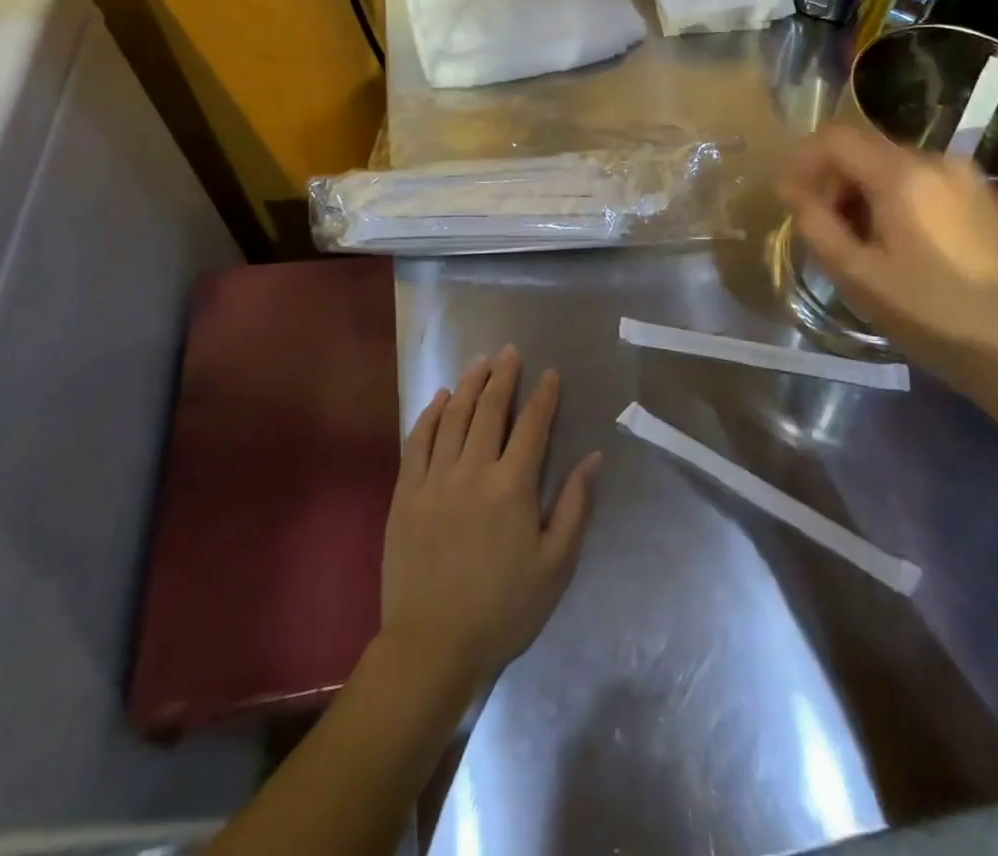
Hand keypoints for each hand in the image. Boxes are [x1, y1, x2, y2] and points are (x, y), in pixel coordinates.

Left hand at [381, 346, 600, 697]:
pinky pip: (417, 441)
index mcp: (512, 487)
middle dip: (503, 376)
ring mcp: (434, 479)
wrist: (433, 646)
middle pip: (490, 410)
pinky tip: (439, 398)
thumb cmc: (504, 609)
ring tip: (479, 362)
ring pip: (453, 417)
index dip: (544, 396)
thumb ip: (574, 506)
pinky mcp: (405, 493)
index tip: (550, 373)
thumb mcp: (555, 565)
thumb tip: (592, 458)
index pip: (533, 426)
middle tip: (510, 351)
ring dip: (468, 385)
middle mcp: (473, 471)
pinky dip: (430, 415)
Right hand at [781, 123, 997, 421]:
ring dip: (864, 190)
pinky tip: (900, 242)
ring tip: (859, 239)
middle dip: (833, 178)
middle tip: (820, 224)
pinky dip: (898, 198)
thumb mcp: (858, 276)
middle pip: (866, 148)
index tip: (789, 195)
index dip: (802, 159)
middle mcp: (939, 160)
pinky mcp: (987, 198)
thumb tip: (794, 192)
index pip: (836, 137)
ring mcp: (970, 177)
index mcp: (904, 174)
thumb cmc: (931, 315)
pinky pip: (926, 182)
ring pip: (896, 165)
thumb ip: (816, 225)